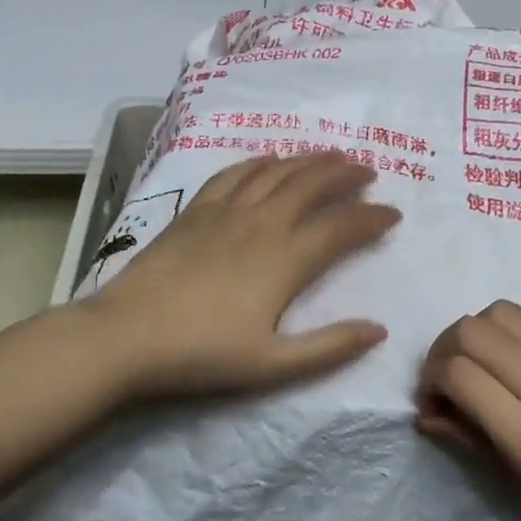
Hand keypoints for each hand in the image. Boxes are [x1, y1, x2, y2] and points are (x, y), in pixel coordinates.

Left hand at [81, 152, 400, 399]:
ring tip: (331, 155)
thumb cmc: (202, 353)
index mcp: (285, 259)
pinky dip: (260, 161)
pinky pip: (236, 172)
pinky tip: (270, 159)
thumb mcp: (273, 365)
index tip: (392, 214)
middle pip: (312, 185)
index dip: (371, 218)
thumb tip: (379, 330)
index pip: (341, 228)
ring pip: (278, 172)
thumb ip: (329, 347)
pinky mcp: (197, 209)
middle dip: (345, 174)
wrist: (127, 335)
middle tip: (367, 170)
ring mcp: (227, 211)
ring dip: (309, 160)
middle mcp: (263, 223)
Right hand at [415, 297, 520, 520]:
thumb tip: (427, 412)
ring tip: (490, 358)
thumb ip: (471, 438)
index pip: (455, 374)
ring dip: (480, 332)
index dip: (431, 381)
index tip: (435, 398)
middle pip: (468, 331)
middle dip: (446, 350)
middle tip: (453, 375)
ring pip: (499, 310)